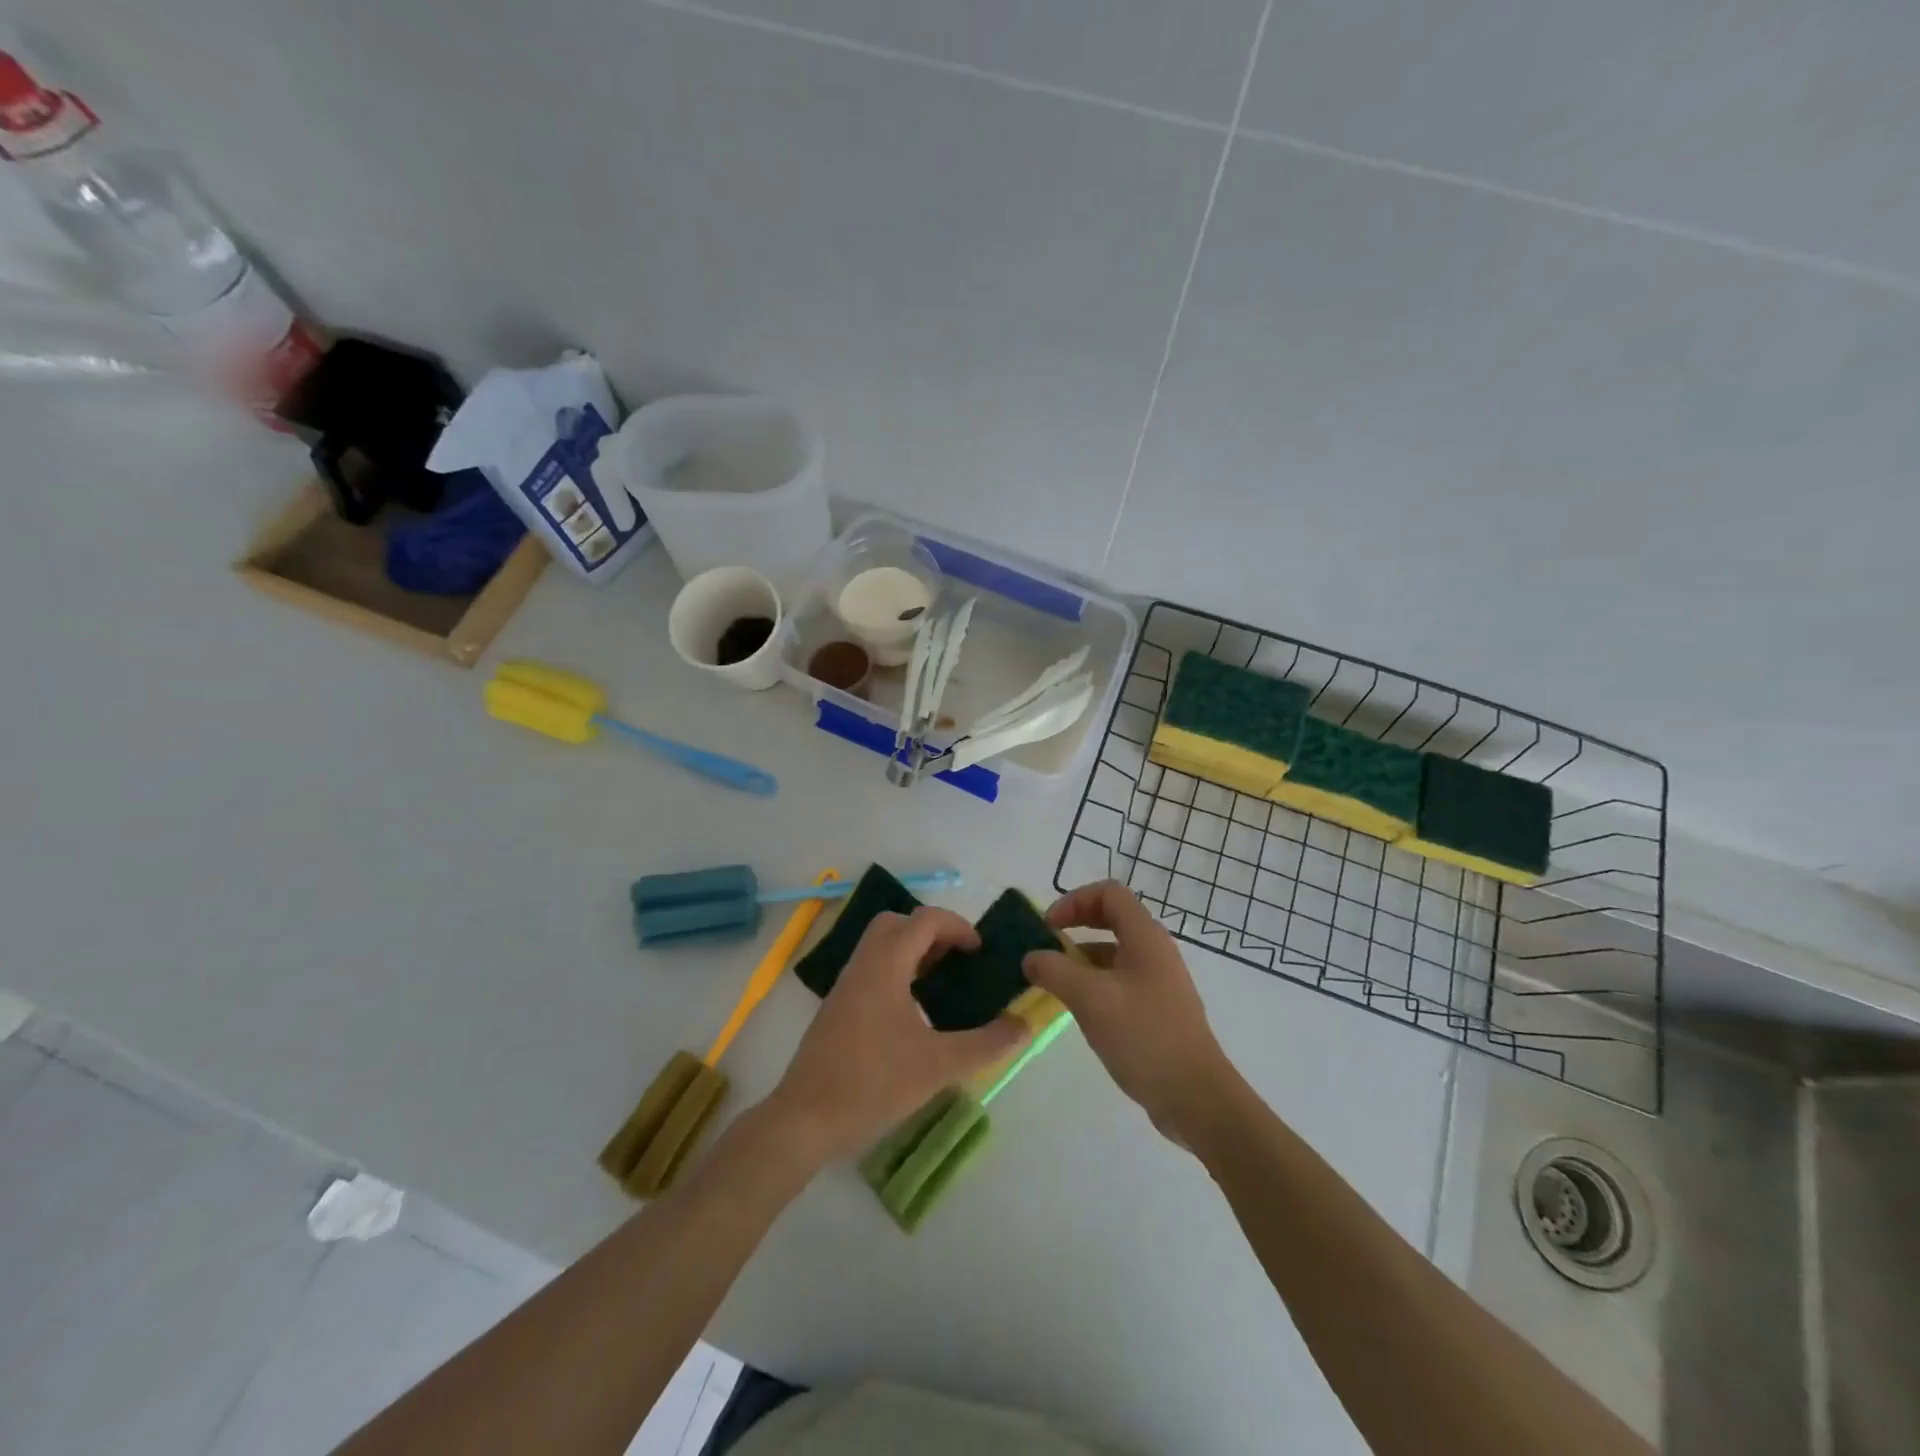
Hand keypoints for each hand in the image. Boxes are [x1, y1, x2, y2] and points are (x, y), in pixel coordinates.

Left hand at [764, 907, 1027, 1164]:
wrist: (805, 1118)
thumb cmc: (873, 1083)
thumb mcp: (938, 1066)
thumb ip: (986, 1044)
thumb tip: (1024, 1025)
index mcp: (886, 965)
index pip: (924, 920)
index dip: (957, 927)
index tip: (980, 952)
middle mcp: (863, 964)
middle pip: (898, 923)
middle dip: (932, 932)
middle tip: (957, 960)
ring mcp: (846, 984)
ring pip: (881, 945)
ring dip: (913, 951)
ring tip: (941, 983)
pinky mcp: (838, 1006)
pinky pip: (872, 968)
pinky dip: (897, 971)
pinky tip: (914, 1011)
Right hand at [1023, 880, 1237, 1145]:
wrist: (1196, 1097)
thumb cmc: (1143, 1036)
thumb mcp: (1090, 999)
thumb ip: (1055, 971)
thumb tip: (1031, 957)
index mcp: (1145, 937)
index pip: (1109, 893)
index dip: (1074, 900)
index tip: (1048, 927)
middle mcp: (1155, 951)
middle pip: (1112, 919)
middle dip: (1075, 927)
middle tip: (1046, 947)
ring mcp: (1159, 982)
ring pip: (1114, 953)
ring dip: (1082, 959)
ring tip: (1054, 983)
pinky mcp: (1157, 1010)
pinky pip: (1120, 981)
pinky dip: (1095, 985)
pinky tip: (1078, 1011)